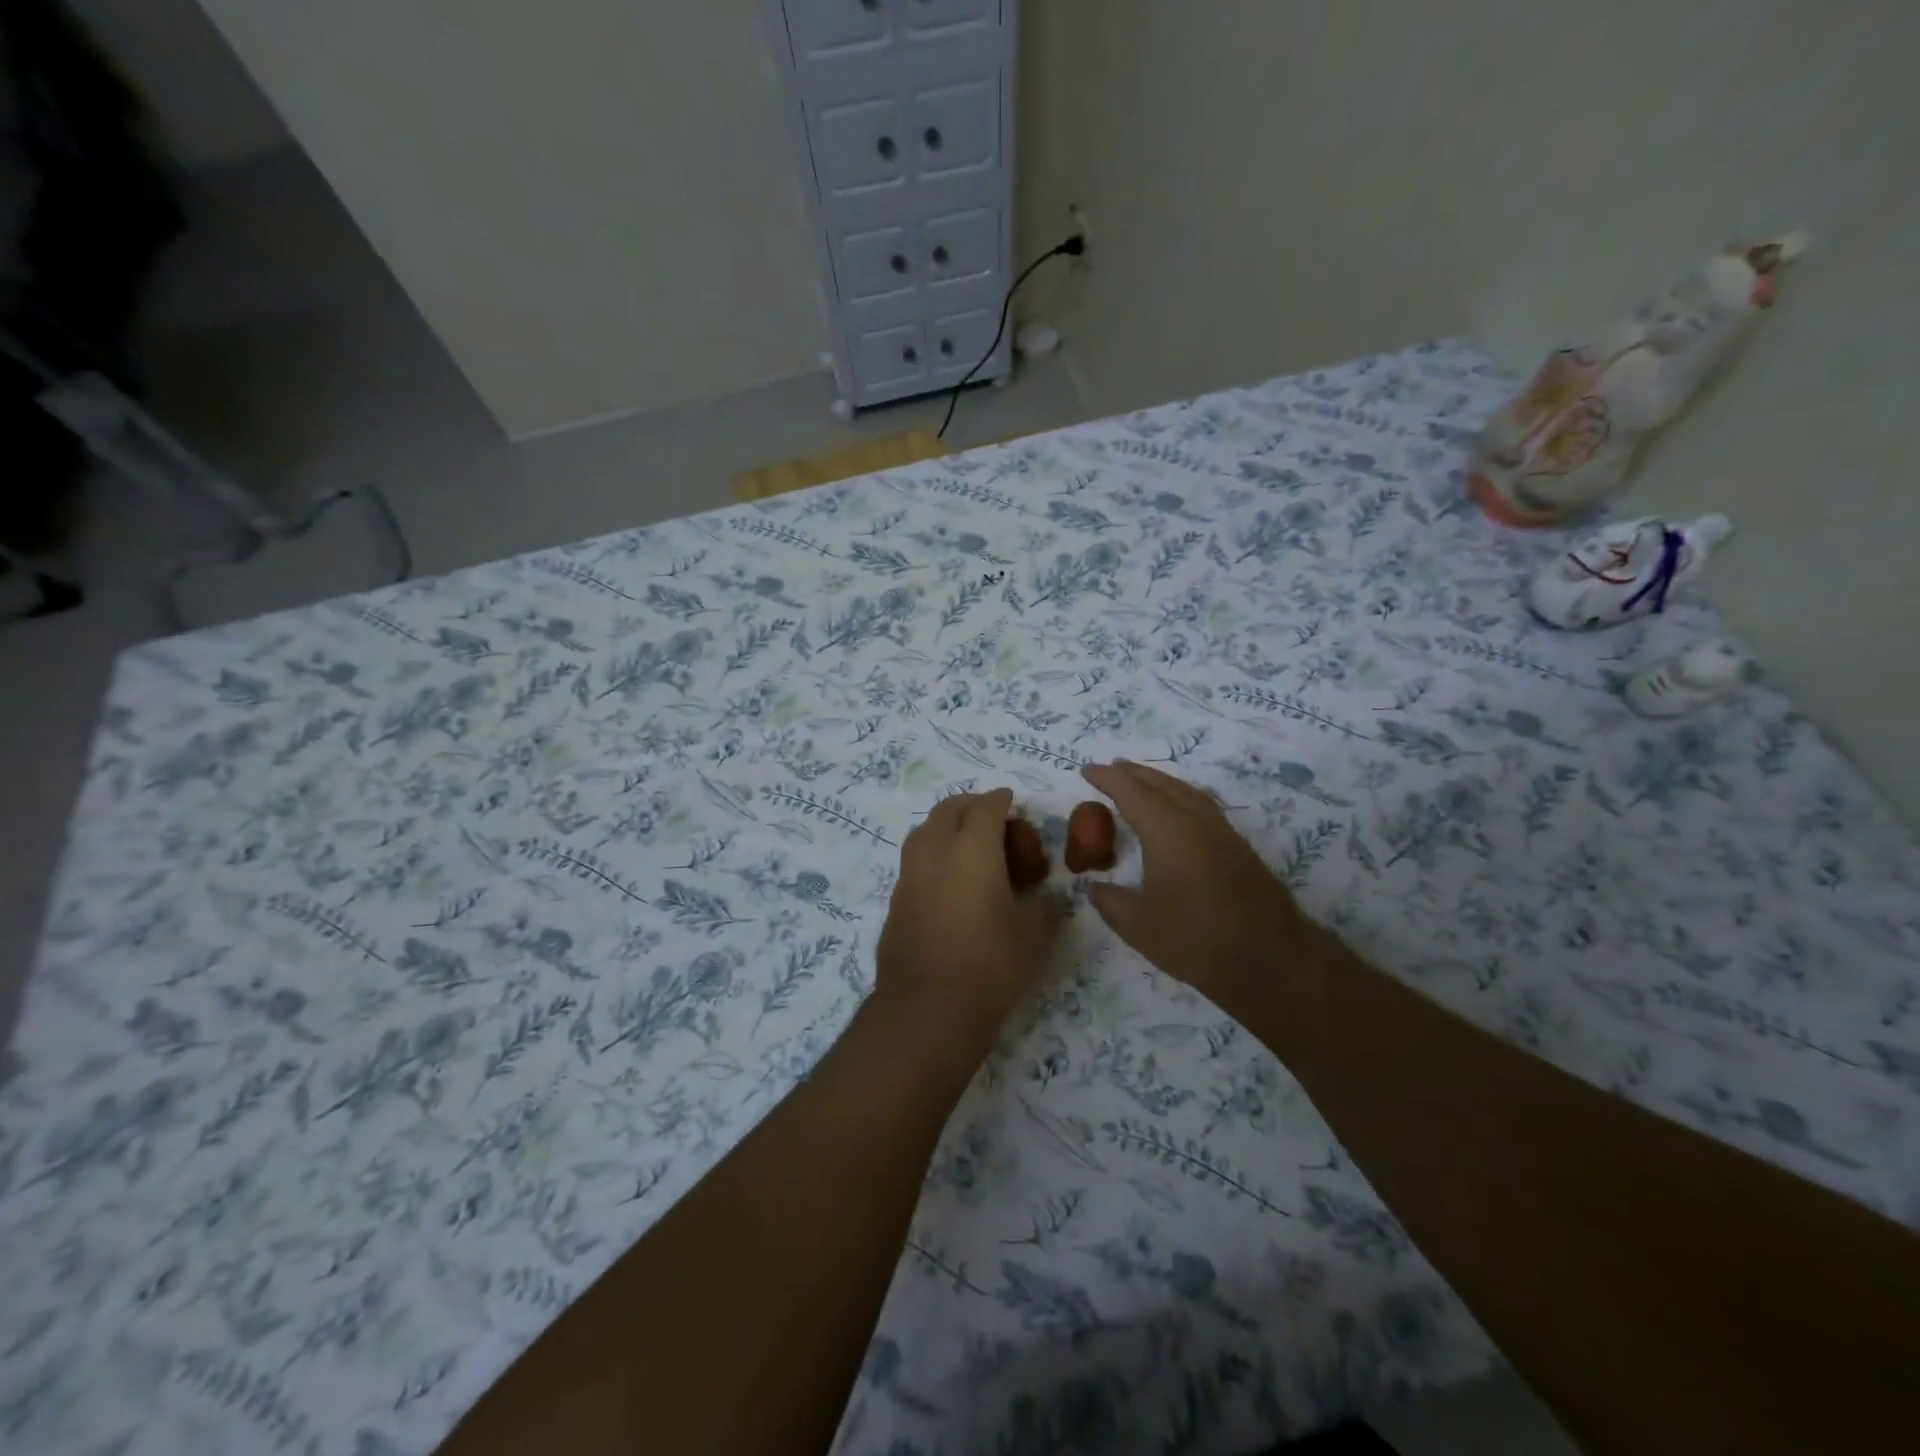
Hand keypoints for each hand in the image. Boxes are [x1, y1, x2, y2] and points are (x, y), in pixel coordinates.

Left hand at [874, 788, 1061, 1049]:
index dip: (1001, 800)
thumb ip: (1044, 905)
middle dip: (971, 806)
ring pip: (924, 831)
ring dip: (946, 827)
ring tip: (967, 846)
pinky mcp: (895, 900)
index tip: (1011, 801)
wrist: (928, 1009)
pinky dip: (933, 856)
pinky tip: (947, 881)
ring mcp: (909, 875)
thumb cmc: (991, 966)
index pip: (986, 807)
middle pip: (949, 810)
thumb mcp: (1035, 936)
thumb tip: (1044, 896)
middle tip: (991, 819)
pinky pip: (915, 861)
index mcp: (973, 849)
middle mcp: (936, 852)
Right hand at [1080, 760, 1323, 1010]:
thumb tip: (1093, 887)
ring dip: (1160, 782)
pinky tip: (1179, 810)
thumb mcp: (1139, 926)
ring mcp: (1222, 832)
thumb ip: (1111, 902)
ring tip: (1142, 782)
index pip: (1131, 792)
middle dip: (1134, 773)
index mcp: (1167, 831)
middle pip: (1161, 784)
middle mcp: (1196, 821)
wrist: (1270, 959)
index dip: (1107, 779)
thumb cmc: (1196, 939)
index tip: (1086, 770)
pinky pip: (1203, 806)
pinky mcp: (1238, 848)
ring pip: (1187, 792)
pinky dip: (1182, 797)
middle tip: (1112, 768)